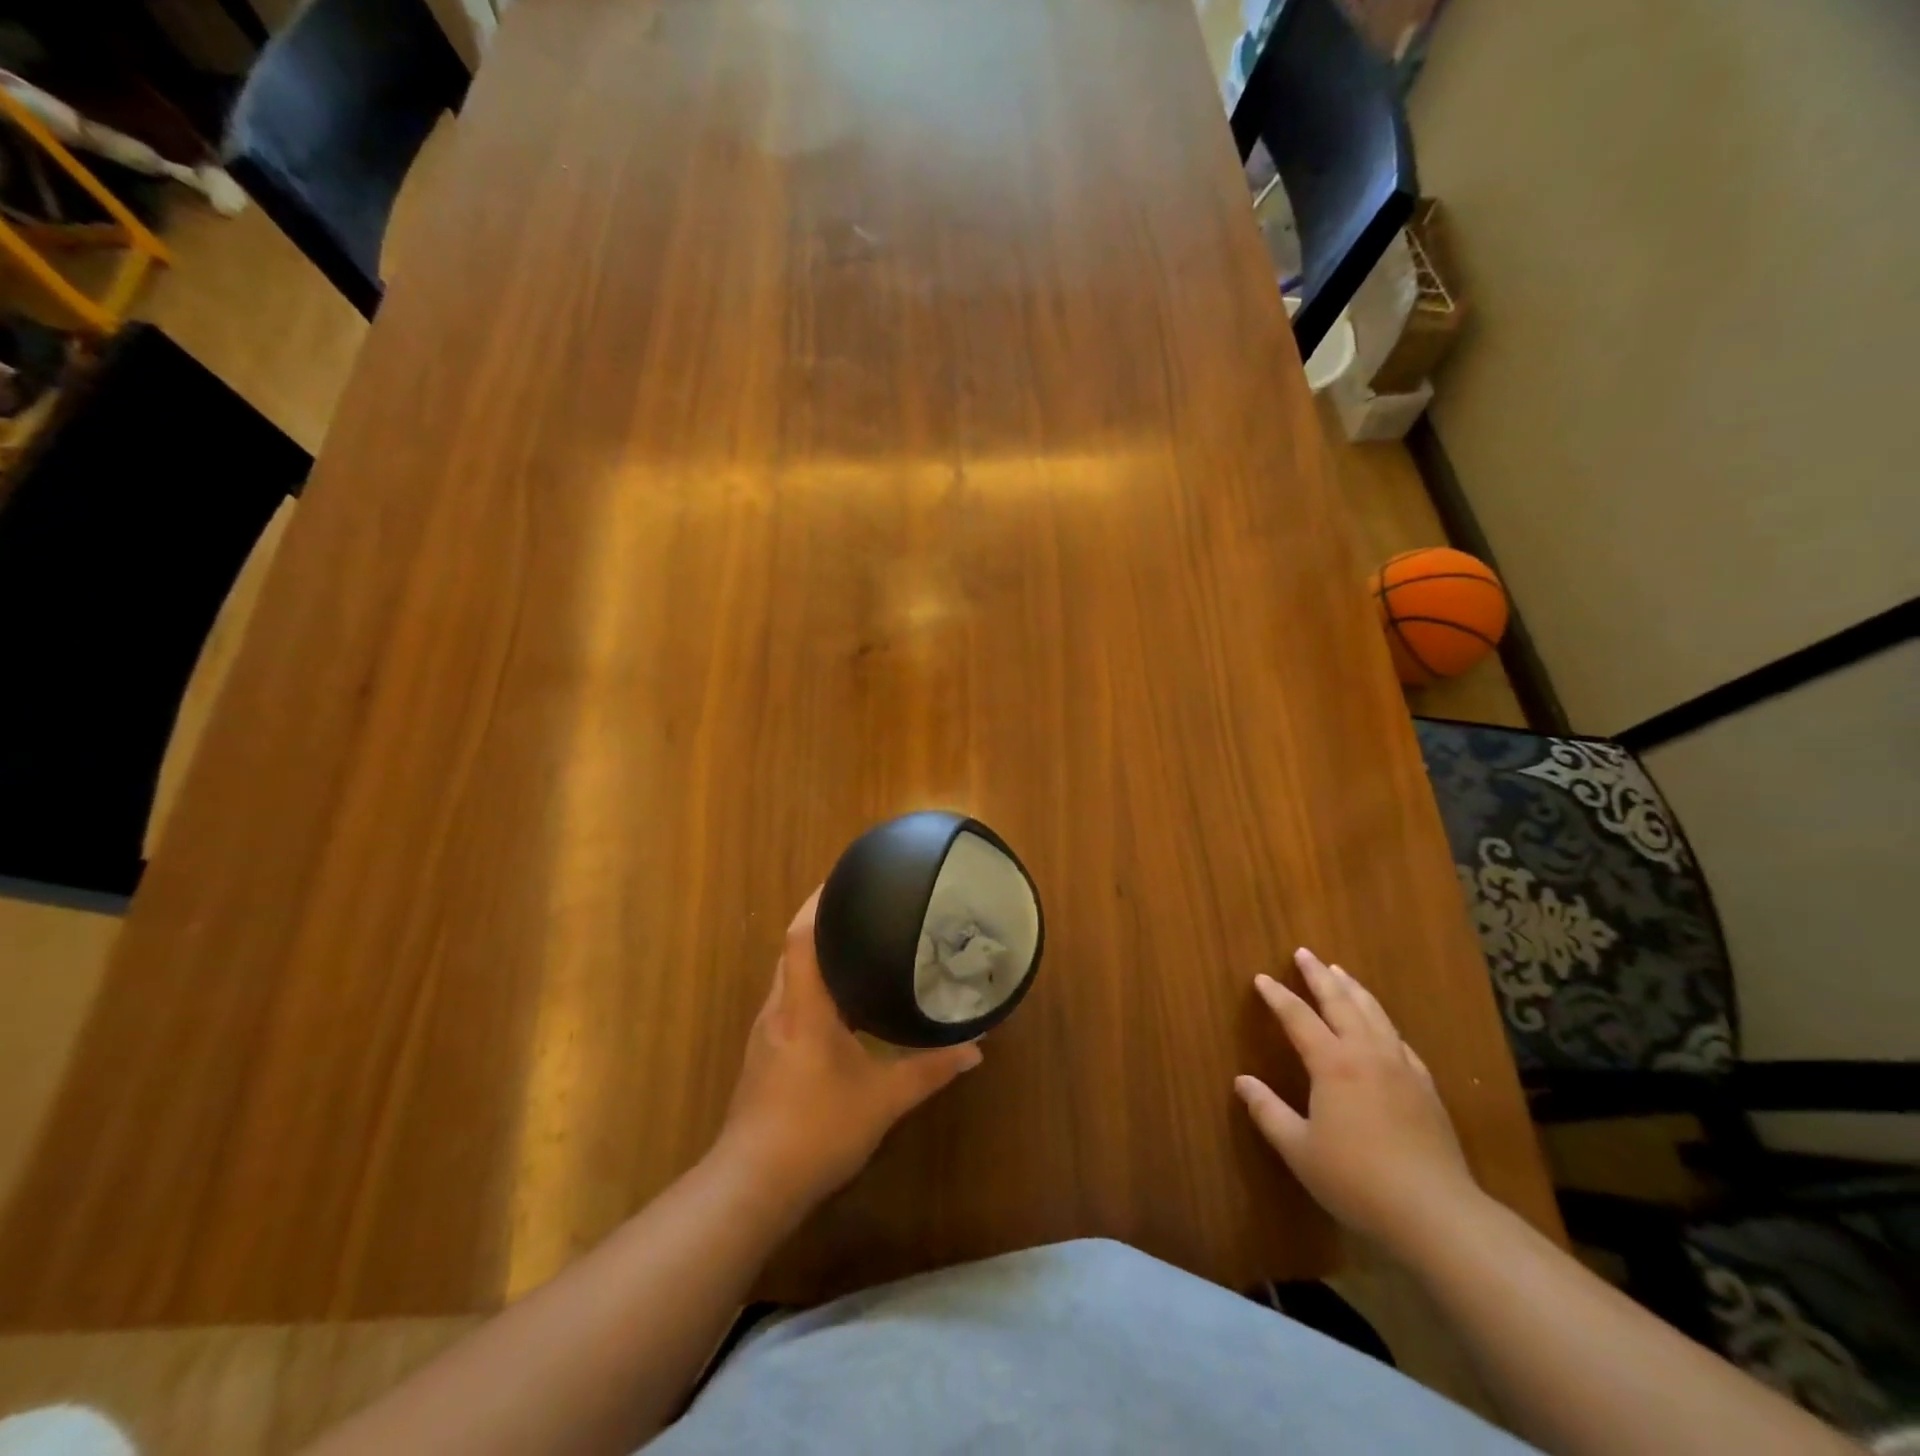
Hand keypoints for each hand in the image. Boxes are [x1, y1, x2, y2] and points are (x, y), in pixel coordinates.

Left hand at [717, 888, 982, 1211]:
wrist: (752, 1185)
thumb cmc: (816, 1129)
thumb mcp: (883, 1099)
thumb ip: (930, 1070)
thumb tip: (976, 1049)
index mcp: (803, 1006)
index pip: (801, 936)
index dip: (818, 902)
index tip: (843, 880)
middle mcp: (778, 1009)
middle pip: (793, 950)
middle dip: (821, 924)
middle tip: (863, 910)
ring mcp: (765, 1033)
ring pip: (788, 978)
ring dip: (815, 957)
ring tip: (855, 948)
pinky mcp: (762, 1056)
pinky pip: (787, 1002)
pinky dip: (810, 988)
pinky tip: (838, 1005)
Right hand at [1235, 948, 1483, 1255]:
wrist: (1436, 1214)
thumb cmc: (1357, 1180)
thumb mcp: (1299, 1150)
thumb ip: (1268, 1112)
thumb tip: (1242, 1082)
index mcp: (1333, 1064)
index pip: (1298, 1017)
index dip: (1278, 997)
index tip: (1262, 978)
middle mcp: (1367, 1055)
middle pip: (1341, 1003)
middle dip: (1319, 976)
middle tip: (1305, 953)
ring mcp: (1401, 1069)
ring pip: (1375, 1015)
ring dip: (1354, 990)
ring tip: (1341, 972)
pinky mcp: (1426, 1089)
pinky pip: (1400, 1041)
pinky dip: (1384, 1022)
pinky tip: (1383, 1026)